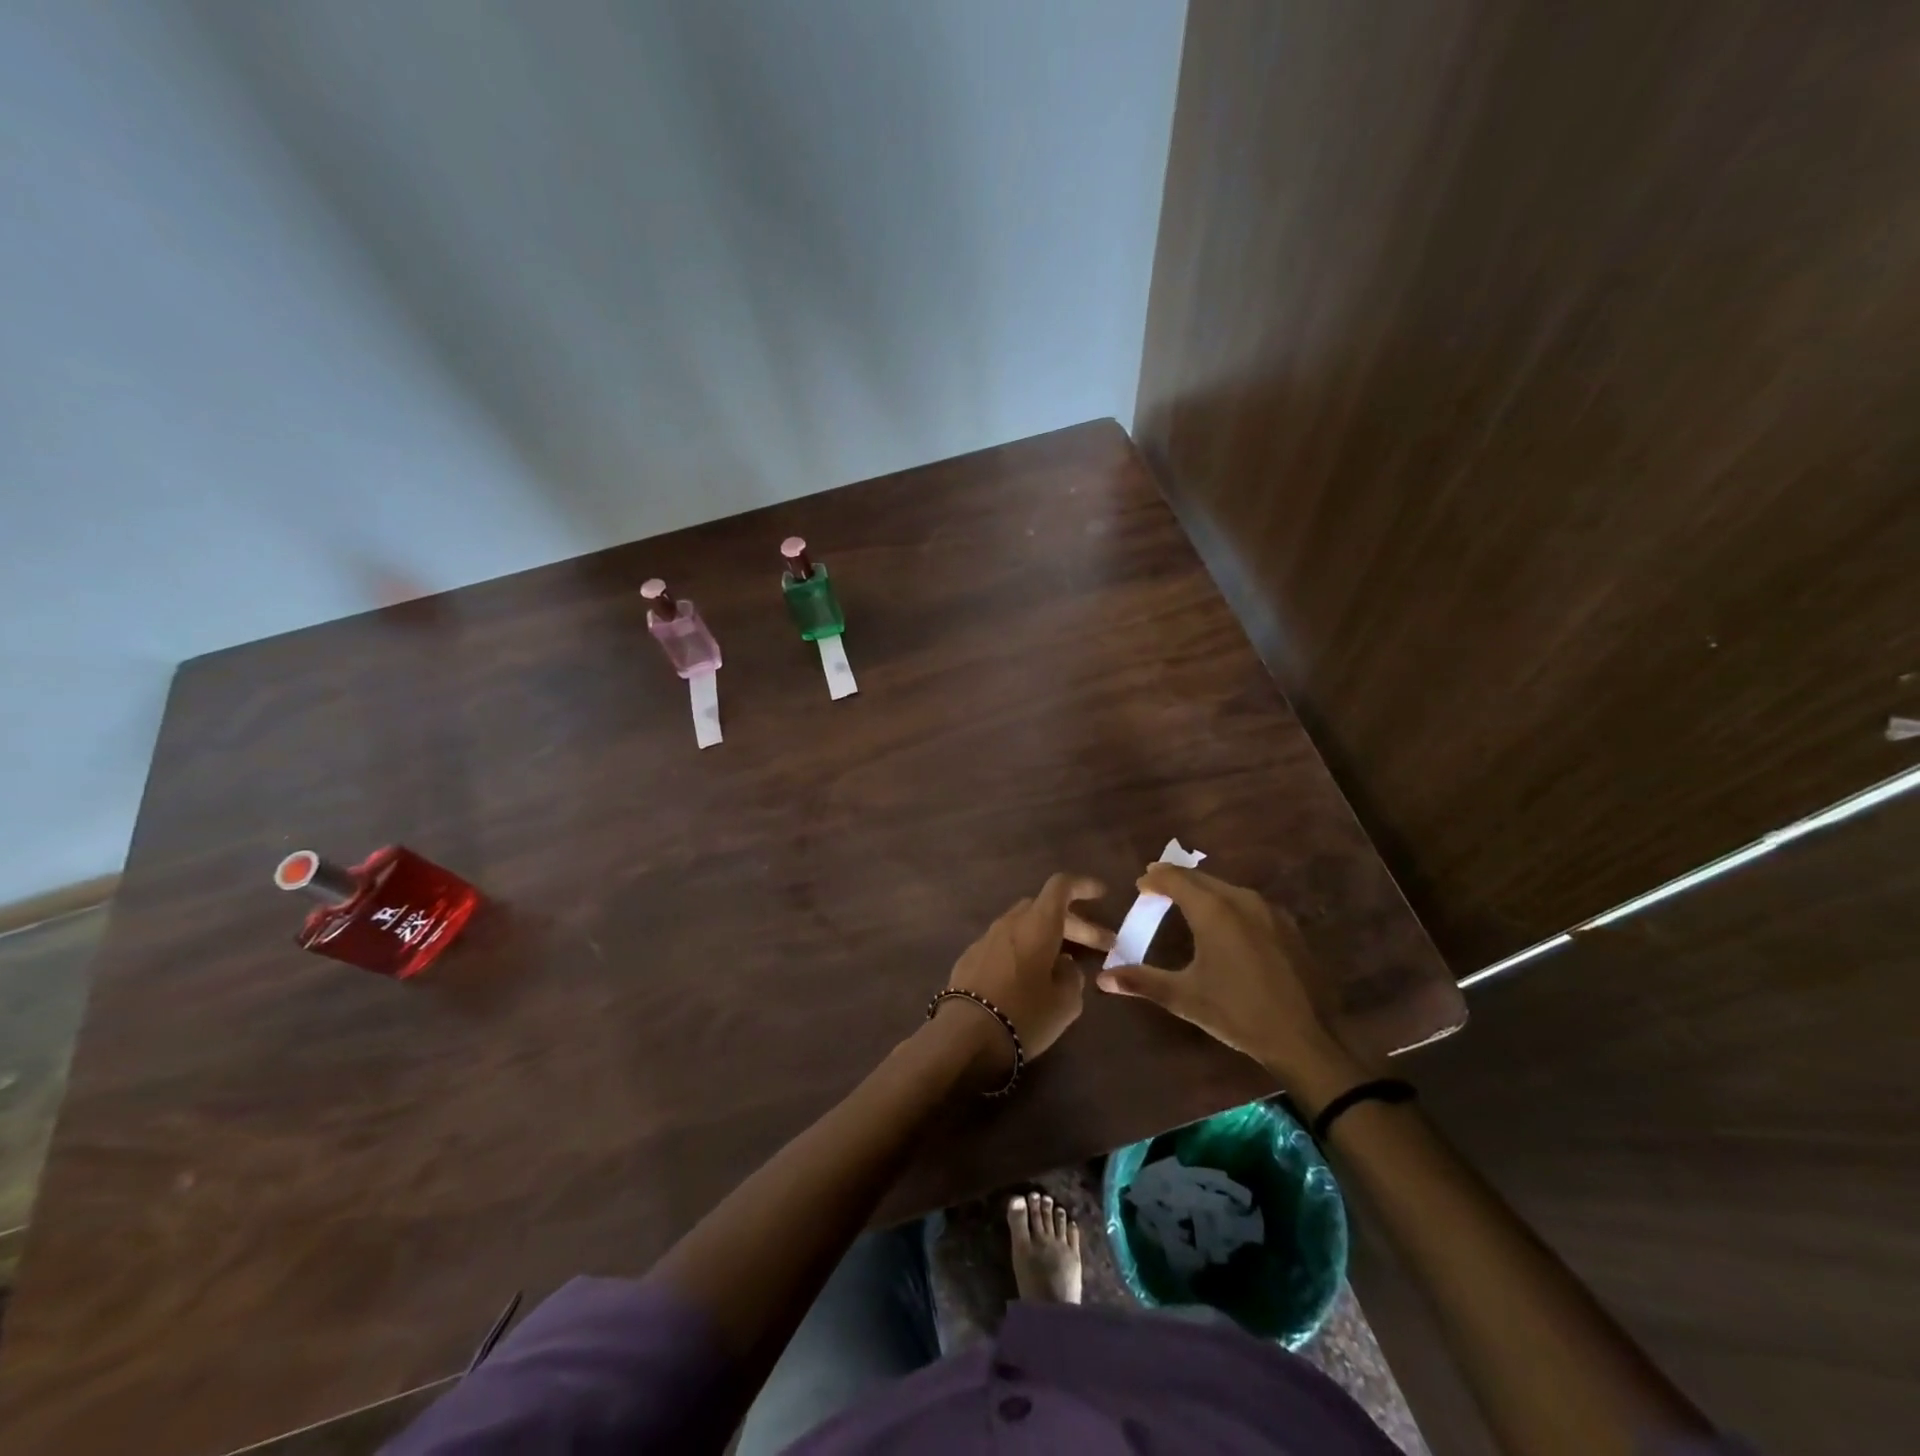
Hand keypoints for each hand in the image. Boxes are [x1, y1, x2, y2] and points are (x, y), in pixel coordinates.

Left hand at [940, 873, 1111, 1076]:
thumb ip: (1072, 976)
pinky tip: (1032, 974)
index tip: (1101, 894)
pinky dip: (1025, 948)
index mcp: (1037, 924)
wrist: (964, 1035)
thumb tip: (1064, 965)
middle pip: (1045, 908)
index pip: (1060, 887)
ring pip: (1024, 925)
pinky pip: (1006, 942)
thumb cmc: (1024, 1015)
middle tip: (1102, 945)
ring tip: (1067, 960)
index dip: (1083, 886)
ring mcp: (987, 938)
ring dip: (1049, 936)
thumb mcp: (1065, 1002)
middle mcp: (1011, 923)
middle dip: (1076, 923)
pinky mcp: (971, 957)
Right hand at [1096, 864, 1362, 1098]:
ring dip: (1203, 890)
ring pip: (1227, 888)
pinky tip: (1224, 924)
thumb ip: (1142, 981)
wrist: (1305, 1038)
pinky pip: (1248, 903)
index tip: (1139, 885)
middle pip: (1202, 878)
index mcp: (1214, 910)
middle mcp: (1242, 900)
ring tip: (1185, 902)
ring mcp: (1270, 911)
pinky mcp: (1288, 927)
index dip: (1154, 878)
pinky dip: (1227, 904)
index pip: (1175, 879)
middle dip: (1176, 880)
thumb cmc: (1238, 1013)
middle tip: (1156, 888)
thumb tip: (1102, 979)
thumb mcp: (1184, 997)